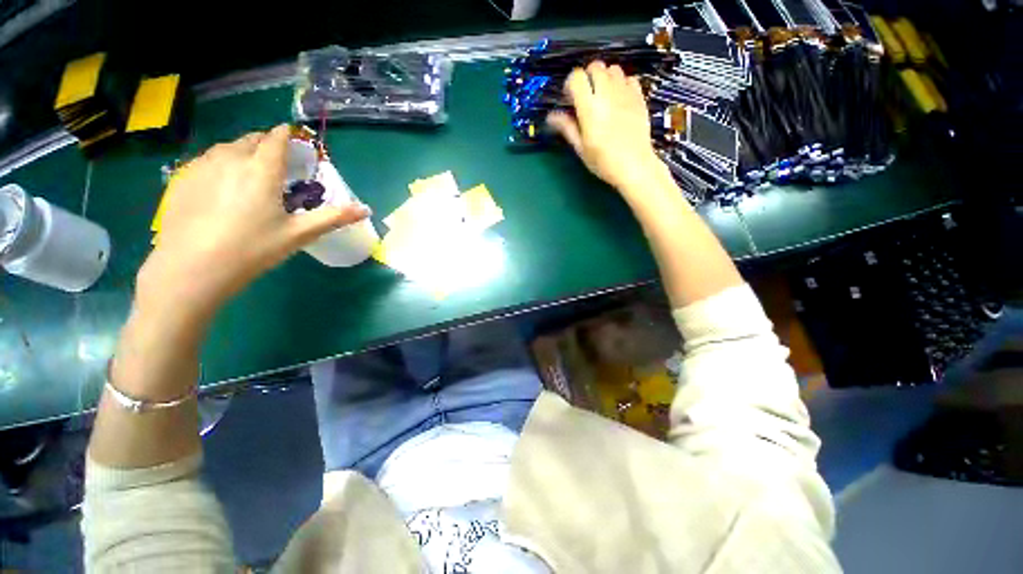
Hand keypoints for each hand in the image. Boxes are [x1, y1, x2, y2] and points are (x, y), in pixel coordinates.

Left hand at [138, 125, 369, 317]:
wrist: (191, 268)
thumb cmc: (252, 249)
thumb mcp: (299, 234)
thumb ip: (334, 218)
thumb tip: (366, 209)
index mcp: (262, 170)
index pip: (276, 139)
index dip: (287, 134)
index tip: (294, 137)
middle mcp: (231, 159)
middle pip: (251, 138)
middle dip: (266, 142)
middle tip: (277, 160)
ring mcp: (202, 166)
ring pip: (227, 147)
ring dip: (243, 150)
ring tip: (251, 169)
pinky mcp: (183, 179)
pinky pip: (207, 160)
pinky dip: (221, 162)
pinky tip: (222, 183)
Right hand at [547, 61, 663, 191]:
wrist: (634, 165)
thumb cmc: (603, 161)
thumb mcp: (581, 148)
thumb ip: (567, 127)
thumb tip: (551, 116)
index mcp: (589, 108)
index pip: (576, 77)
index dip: (570, 84)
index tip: (570, 98)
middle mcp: (607, 94)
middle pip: (595, 66)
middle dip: (588, 76)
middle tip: (586, 95)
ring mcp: (625, 93)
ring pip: (613, 69)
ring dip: (605, 77)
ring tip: (603, 96)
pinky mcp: (639, 97)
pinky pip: (629, 78)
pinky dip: (622, 83)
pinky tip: (619, 99)